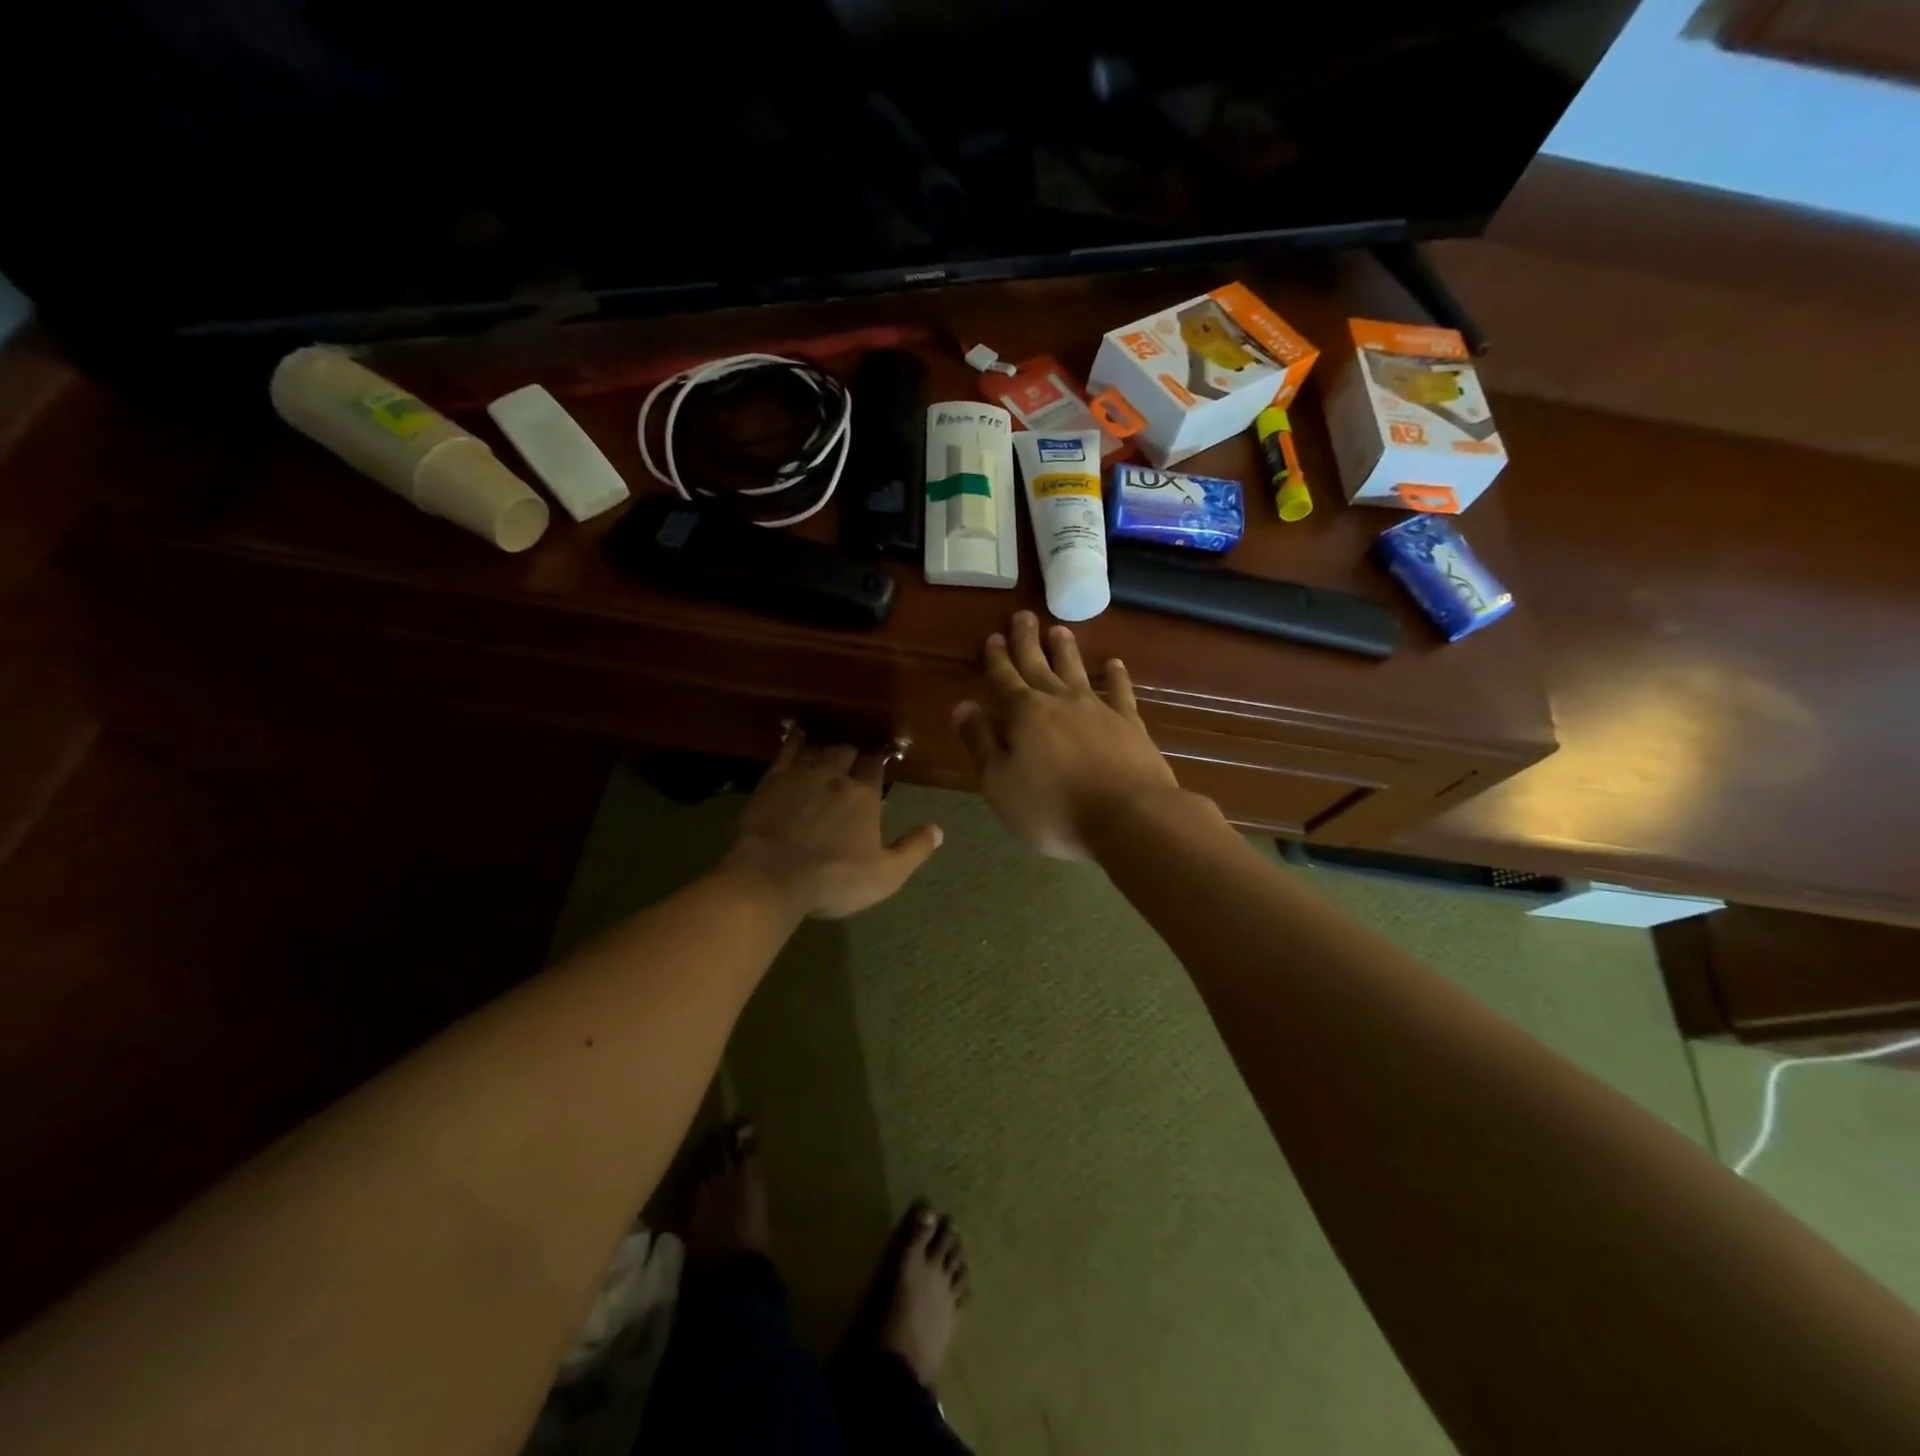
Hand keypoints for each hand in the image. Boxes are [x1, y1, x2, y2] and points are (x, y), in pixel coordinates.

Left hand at [725, 726, 943, 918]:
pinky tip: (798, 736)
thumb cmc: (834, 879)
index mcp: (864, 794)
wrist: (771, 877)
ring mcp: (801, 774)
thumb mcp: (885, 875)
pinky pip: (787, 750)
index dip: (879, 760)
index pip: (876, 765)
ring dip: (826, 748)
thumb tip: (938, 830)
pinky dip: (796, 741)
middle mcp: (835, 775)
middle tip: (853, 763)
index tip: (881, 760)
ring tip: (829, 752)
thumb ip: (913, 850)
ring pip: (819, 748)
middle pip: (847, 751)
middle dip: (852, 754)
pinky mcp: (772, 780)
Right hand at [953, 612, 1180, 858]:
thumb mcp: (999, 783)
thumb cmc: (1053, 808)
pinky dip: (1115, 676)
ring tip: (1059, 629)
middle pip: (1038, 664)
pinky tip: (1114, 664)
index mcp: (1024, 714)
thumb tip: (962, 707)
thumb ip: (981, 743)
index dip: (997, 659)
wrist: (1128, 817)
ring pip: (1076, 670)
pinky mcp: (1129, 723)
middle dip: (1027, 641)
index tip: (993, 637)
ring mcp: (1097, 708)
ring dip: (1065, 650)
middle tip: (1023, 617)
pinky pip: (1119, 691)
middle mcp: (1059, 701)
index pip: (1004, 679)